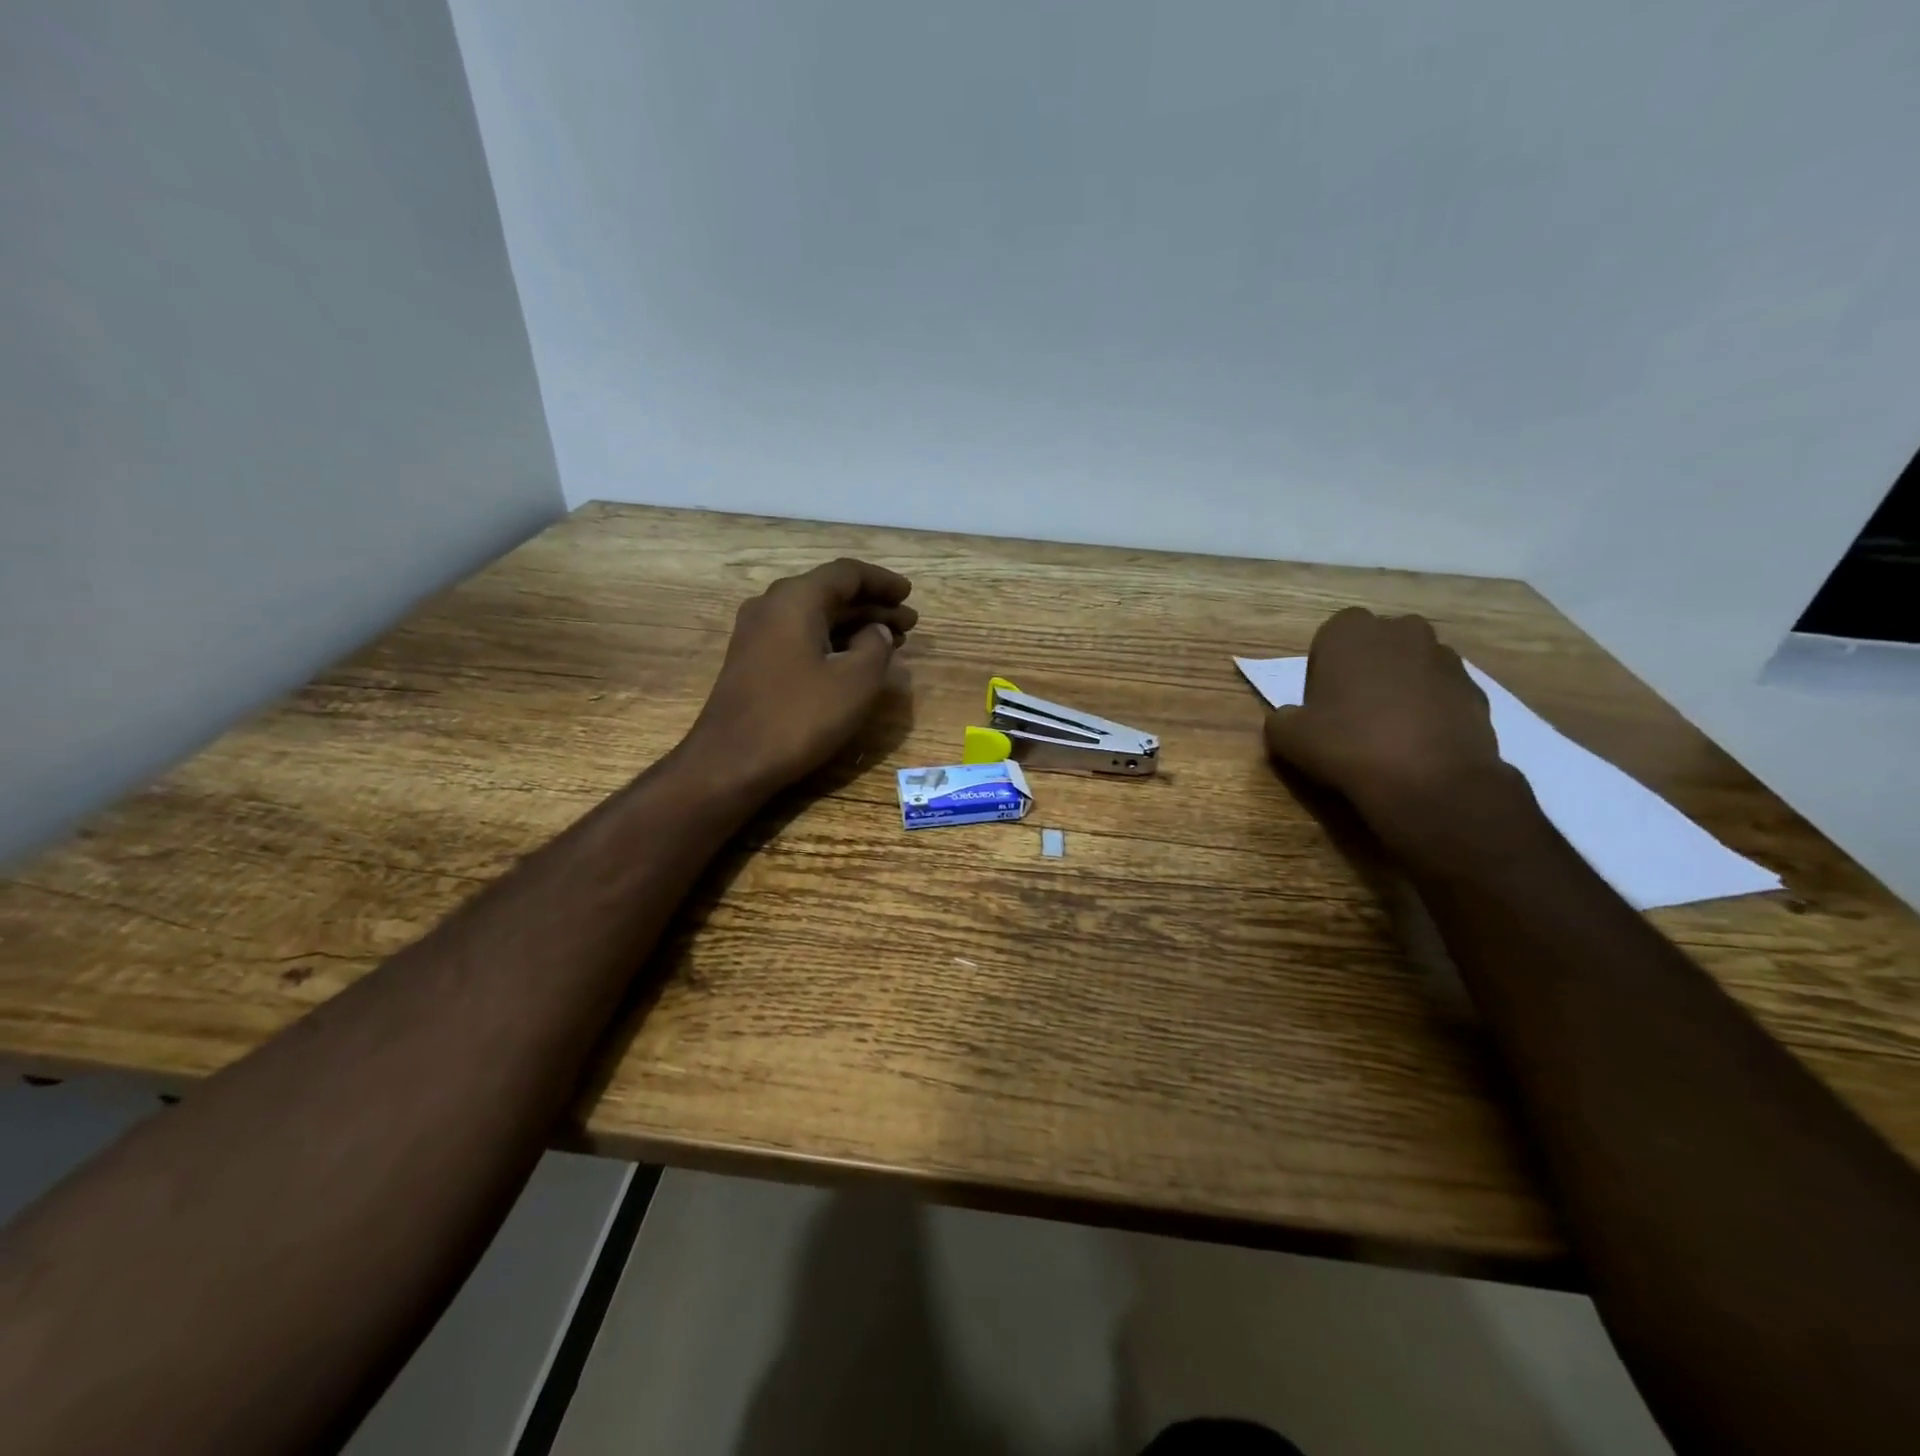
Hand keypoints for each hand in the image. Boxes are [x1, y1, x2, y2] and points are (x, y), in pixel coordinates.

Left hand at [687, 558, 916, 795]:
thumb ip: (876, 647)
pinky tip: (855, 662)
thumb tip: (876, 631)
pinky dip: (833, 642)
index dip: (883, 582)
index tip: (910, 594)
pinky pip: (801, 637)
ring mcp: (758, 634)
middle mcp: (772, 606)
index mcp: (796, 599)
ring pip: (816, 617)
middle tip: (909, 623)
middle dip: (873, 606)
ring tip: (891, 642)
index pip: (847, 574)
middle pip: (830, 593)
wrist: (730, 762)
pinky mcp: (754, 661)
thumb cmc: (798, 717)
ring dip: (855, 626)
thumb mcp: (854, 682)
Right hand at [1263, 608, 1525, 859]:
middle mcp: (1401, 630)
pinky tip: (1418, 745)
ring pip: (1411, 667)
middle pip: (1375, 646)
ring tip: (1388, 732)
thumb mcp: (1288, 737)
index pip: (1329, 637)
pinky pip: (1441, 693)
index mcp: (1350, 631)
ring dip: (1400, 689)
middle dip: (1365, 671)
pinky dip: (1430, 710)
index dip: (1323, 671)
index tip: (1321, 704)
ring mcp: (1444, 657)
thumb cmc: (1348, 745)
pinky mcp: (1476, 688)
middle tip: (1351, 714)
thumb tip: (1288, 719)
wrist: (1431, 782)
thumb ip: (1281, 719)